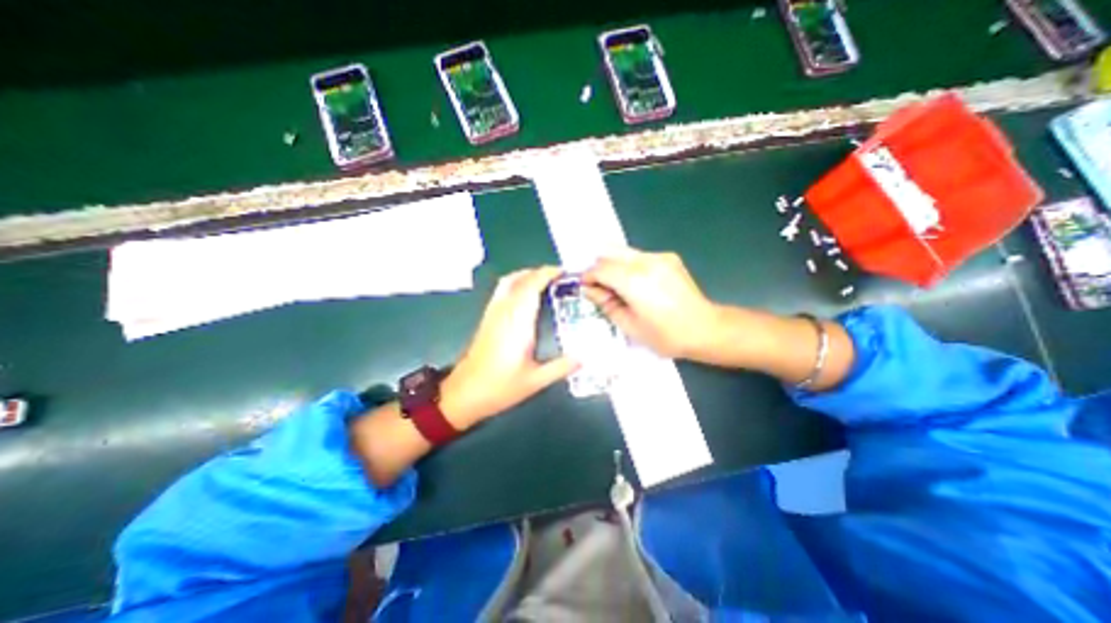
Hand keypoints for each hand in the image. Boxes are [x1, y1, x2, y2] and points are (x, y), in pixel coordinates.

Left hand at [438, 265, 576, 429]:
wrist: (463, 394)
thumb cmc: (499, 387)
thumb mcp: (535, 381)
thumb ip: (561, 368)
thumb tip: (584, 359)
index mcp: (517, 322)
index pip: (531, 286)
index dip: (547, 274)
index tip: (564, 272)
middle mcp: (503, 312)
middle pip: (519, 278)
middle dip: (539, 272)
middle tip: (559, 277)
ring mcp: (492, 313)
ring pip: (508, 282)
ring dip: (526, 275)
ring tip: (544, 281)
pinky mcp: (486, 319)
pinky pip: (502, 291)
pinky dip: (516, 284)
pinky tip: (525, 296)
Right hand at [584, 251, 721, 359]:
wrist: (705, 329)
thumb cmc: (665, 335)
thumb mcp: (629, 325)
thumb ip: (606, 304)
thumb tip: (590, 291)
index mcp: (633, 280)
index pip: (600, 268)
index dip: (588, 277)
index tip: (584, 287)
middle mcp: (645, 261)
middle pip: (610, 253)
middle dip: (599, 267)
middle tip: (598, 286)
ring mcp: (659, 257)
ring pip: (625, 252)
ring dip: (614, 265)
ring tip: (615, 285)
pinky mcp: (669, 257)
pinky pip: (640, 256)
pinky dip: (630, 266)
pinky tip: (636, 283)